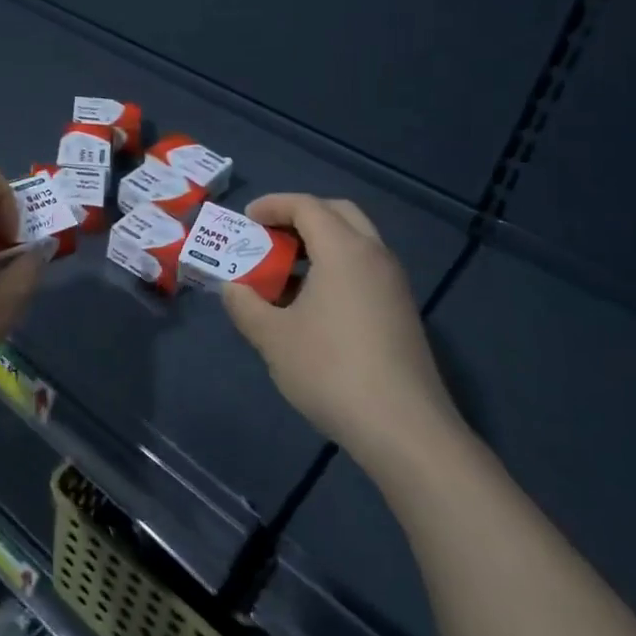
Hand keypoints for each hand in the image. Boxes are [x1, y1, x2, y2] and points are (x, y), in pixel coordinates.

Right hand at [221, 194, 464, 471]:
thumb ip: (245, 304)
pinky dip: (336, 268)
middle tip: (270, 237)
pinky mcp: (401, 312)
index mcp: (344, 251)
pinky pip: (365, 270)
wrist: (404, 429)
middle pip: (338, 214)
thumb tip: (232, 287)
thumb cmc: (330, 370)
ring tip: (285, 274)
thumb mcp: (272, 337)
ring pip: (355, 242)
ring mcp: (394, 285)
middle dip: (300, 217)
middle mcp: (375, 256)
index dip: (273, 205)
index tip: (246, 219)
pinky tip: (312, 306)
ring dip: (320, 245)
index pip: (307, 206)